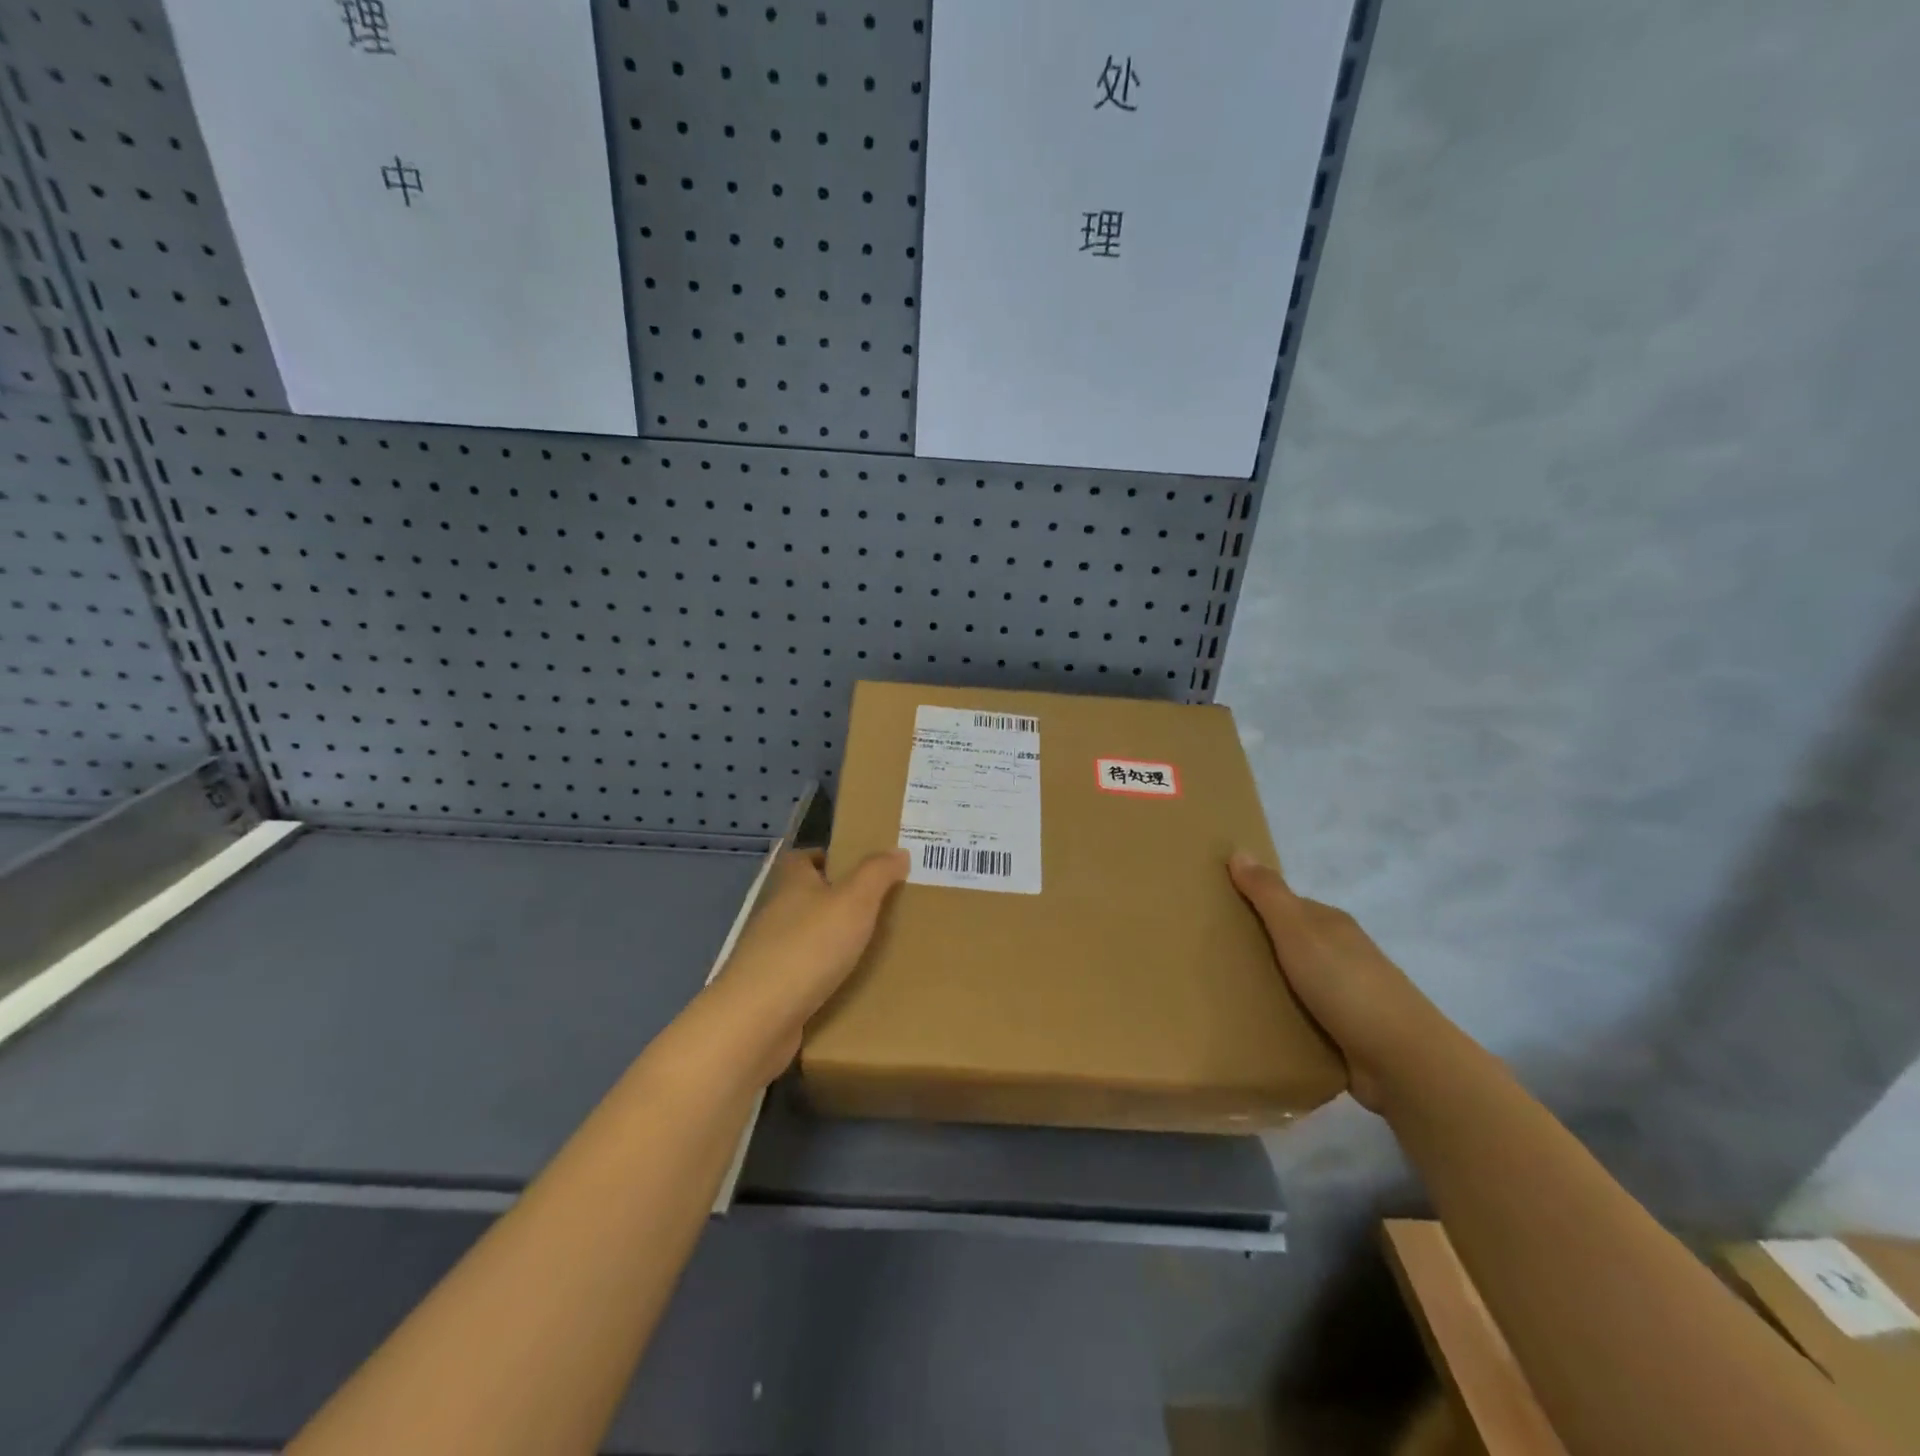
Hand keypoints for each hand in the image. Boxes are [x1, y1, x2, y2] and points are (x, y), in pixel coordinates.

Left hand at [704, 847, 908, 1081]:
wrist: (758, 1019)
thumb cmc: (809, 948)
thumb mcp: (854, 901)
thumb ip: (877, 873)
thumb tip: (897, 851)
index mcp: (792, 884)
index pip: (802, 858)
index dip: (826, 856)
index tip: (857, 865)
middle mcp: (776, 913)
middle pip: (805, 897)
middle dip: (836, 900)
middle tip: (878, 907)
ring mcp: (769, 954)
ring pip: (805, 937)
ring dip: (831, 940)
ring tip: (872, 947)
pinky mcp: (770, 990)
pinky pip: (803, 975)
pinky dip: (823, 977)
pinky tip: (850, 987)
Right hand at [1228, 853, 1446, 1112]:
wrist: (1402, 1060)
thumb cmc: (1345, 984)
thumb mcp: (1298, 930)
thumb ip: (1268, 894)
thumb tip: (1239, 850)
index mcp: (1330, 924)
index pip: (1284, 905)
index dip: (1251, 904)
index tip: (1214, 913)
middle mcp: (1339, 953)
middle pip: (1288, 942)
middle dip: (1255, 946)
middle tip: (1208, 955)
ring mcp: (1344, 994)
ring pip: (1294, 980)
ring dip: (1266, 984)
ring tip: (1220, 992)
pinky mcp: (1344, 1032)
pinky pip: (1302, 1016)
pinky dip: (1281, 1016)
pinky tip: (1255, 1024)